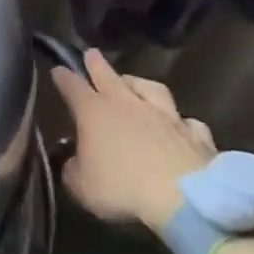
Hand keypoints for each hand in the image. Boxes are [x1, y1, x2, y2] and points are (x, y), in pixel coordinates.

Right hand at [50, 49, 215, 233]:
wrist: (184, 200)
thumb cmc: (122, 189)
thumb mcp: (80, 186)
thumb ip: (73, 169)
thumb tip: (73, 161)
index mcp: (94, 112)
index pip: (72, 86)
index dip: (63, 77)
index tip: (57, 69)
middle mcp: (128, 105)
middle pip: (109, 76)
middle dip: (97, 64)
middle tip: (91, 53)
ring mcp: (165, 116)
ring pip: (151, 89)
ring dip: (139, 84)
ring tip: (134, 83)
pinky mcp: (196, 135)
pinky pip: (187, 122)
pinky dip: (181, 122)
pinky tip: (181, 125)